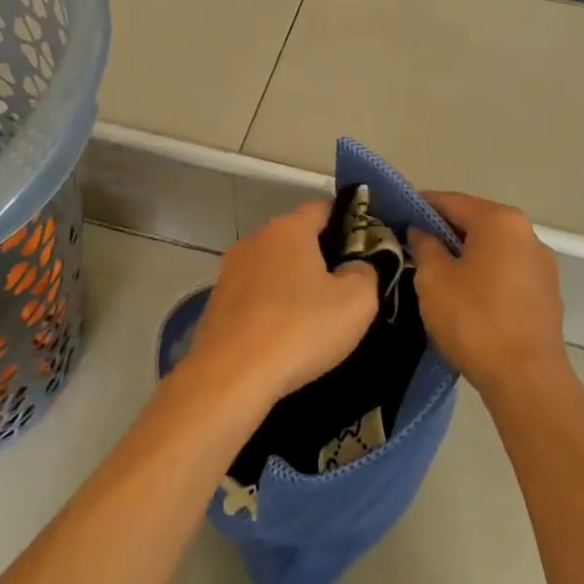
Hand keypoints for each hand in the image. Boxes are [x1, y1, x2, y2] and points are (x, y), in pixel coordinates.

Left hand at [186, 200, 377, 406]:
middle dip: (321, 256)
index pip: (323, 208)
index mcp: (289, 228)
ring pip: (273, 266)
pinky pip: (254, 294)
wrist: (230, 376)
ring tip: (314, 316)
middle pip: (296, 237)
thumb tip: (358, 266)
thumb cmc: (300, 329)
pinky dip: (270, 305)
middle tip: (345, 289)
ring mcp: (230, 270)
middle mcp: (255, 239)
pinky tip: (282, 334)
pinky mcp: (216, 301)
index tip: (365, 250)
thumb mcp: (357, 302)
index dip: (348, 223)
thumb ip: (367, 273)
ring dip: (293, 283)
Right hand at [409, 192, 566, 394]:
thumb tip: (422, 231)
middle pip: (476, 222)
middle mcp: (527, 234)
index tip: (397, 216)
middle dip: (444, 231)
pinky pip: (507, 272)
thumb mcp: (434, 279)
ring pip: (493, 248)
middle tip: (412, 247)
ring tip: (437, 274)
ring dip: (465, 255)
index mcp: (500, 221)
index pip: (451, 201)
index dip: (420, 206)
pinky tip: (467, 297)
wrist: (526, 379)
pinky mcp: (547, 294)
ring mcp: (542, 264)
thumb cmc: (474, 319)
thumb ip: (425, 245)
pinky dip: (485, 274)